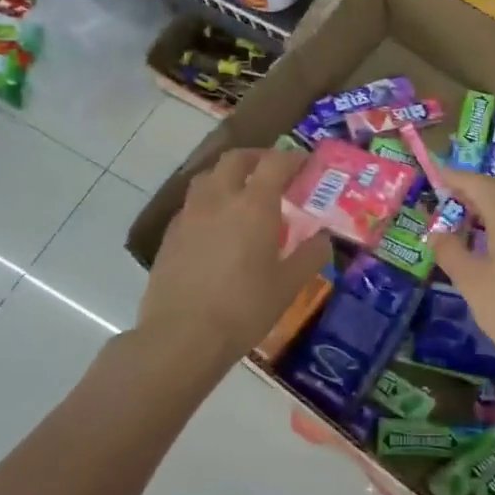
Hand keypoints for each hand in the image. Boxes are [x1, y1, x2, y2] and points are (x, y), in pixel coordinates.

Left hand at [138, 149, 331, 369]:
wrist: (182, 336)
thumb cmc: (244, 308)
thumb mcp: (289, 285)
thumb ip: (310, 256)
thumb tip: (324, 238)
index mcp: (254, 205)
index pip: (275, 163)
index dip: (292, 158)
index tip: (304, 164)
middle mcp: (219, 199)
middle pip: (236, 159)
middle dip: (257, 157)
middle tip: (272, 171)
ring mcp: (190, 215)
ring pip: (207, 176)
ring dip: (228, 175)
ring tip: (241, 194)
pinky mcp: (170, 235)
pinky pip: (192, 204)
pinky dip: (208, 202)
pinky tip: (215, 226)